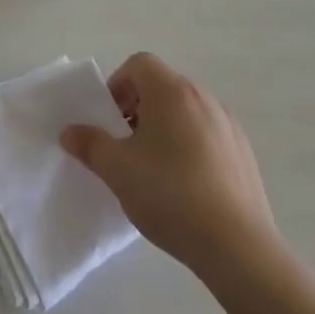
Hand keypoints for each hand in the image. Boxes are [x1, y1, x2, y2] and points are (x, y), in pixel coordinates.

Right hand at [61, 52, 274, 281]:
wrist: (238, 248)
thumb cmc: (170, 195)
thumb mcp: (117, 170)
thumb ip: (90, 144)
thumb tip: (70, 132)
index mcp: (172, 92)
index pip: (139, 64)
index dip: (118, 86)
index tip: (110, 120)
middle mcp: (204, 98)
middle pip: (162, 86)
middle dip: (138, 108)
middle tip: (125, 144)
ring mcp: (229, 126)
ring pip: (185, 112)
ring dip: (164, 127)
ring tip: (153, 168)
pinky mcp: (244, 154)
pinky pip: (207, 135)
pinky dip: (189, 146)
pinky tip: (184, 185)